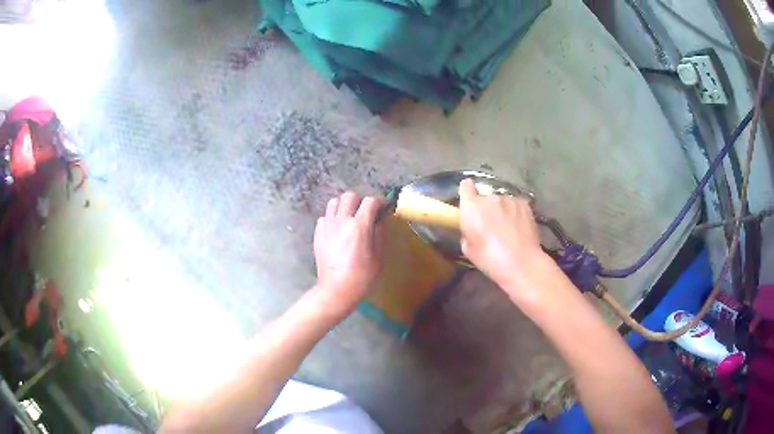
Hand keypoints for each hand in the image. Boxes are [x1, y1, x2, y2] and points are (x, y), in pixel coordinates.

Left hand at [313, 192, 383, 313]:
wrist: (336, 289)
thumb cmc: (361, 276)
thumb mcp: (378, 256)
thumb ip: (379, 233)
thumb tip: (380, 220)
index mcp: (359, 226)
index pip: (370, 201)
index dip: (379, 202)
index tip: (383, 208)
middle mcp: (341, 221)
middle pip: (349, 196)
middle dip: (360, 201)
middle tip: (365, 213)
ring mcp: (327, 226)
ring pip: (334, 202)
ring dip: (344, 206)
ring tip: (349, 218)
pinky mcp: (318, 233)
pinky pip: (325, 217)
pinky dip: (332, 219)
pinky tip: (337, 230)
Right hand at [458, 179, 547, 288]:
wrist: (521, 262)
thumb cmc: (489, 259)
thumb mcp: (467, 249)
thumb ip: (467, 231)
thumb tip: (473, 228)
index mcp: (471, 207)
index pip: (465, 186)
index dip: (467, 193)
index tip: (469, 202)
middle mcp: (490, 197)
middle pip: (485, 197)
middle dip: (486, 208)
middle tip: (490, 225)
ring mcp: (509, 199)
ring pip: (502, 202)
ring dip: (502, 210)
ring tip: (507, 228)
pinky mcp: (524, 204)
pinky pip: (515, 205)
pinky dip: (515, 213)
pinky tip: (518, 228)